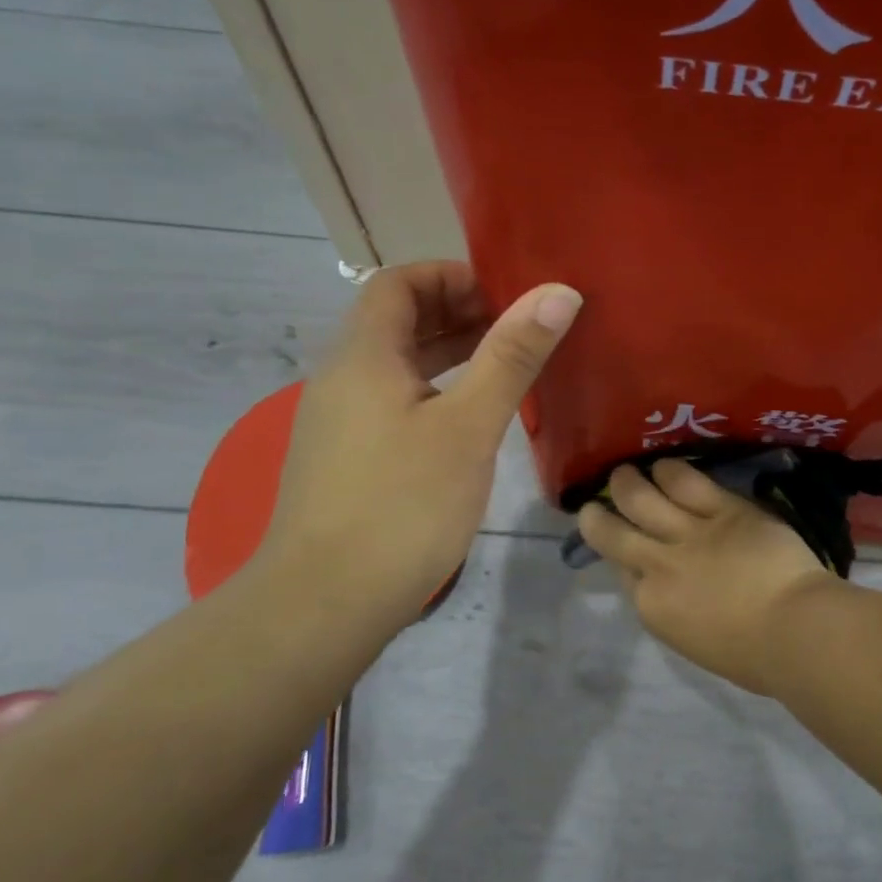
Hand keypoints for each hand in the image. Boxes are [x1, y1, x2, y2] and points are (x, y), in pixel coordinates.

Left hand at [259, 260, 579, 630]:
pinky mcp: (348, 459)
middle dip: (458, 311)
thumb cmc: (403, 504)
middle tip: (519, 326)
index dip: (450, 276)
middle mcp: (343, 378)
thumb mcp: (469, 424)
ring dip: (449, 352)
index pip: (398, 283)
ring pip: (397, 364)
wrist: (324, 605)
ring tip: (508, 363)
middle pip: (397, 320)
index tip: (505, 292)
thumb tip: (558, 292)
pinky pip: (394, 400)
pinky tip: (472, 417)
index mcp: (363, 356)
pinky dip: (436, 390)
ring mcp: (341, 422)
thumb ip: (512, 356)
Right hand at [574, 459, 843, 695]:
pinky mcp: (723, 509)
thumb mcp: (697, 641)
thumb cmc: (754, 657)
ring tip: (624, 473)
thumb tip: (677, 592)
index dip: (619, 556)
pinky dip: (670, 472)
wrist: (794, 629)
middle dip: (598, 517)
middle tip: (593, 505)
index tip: (620, 547)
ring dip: (628, 484)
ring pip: (642, 499)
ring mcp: (689, 533)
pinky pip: (688, 483)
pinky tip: (663, 465)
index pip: (623, 573)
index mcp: (654, 608)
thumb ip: (677, 610)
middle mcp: (660, 566)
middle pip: (615, 534)